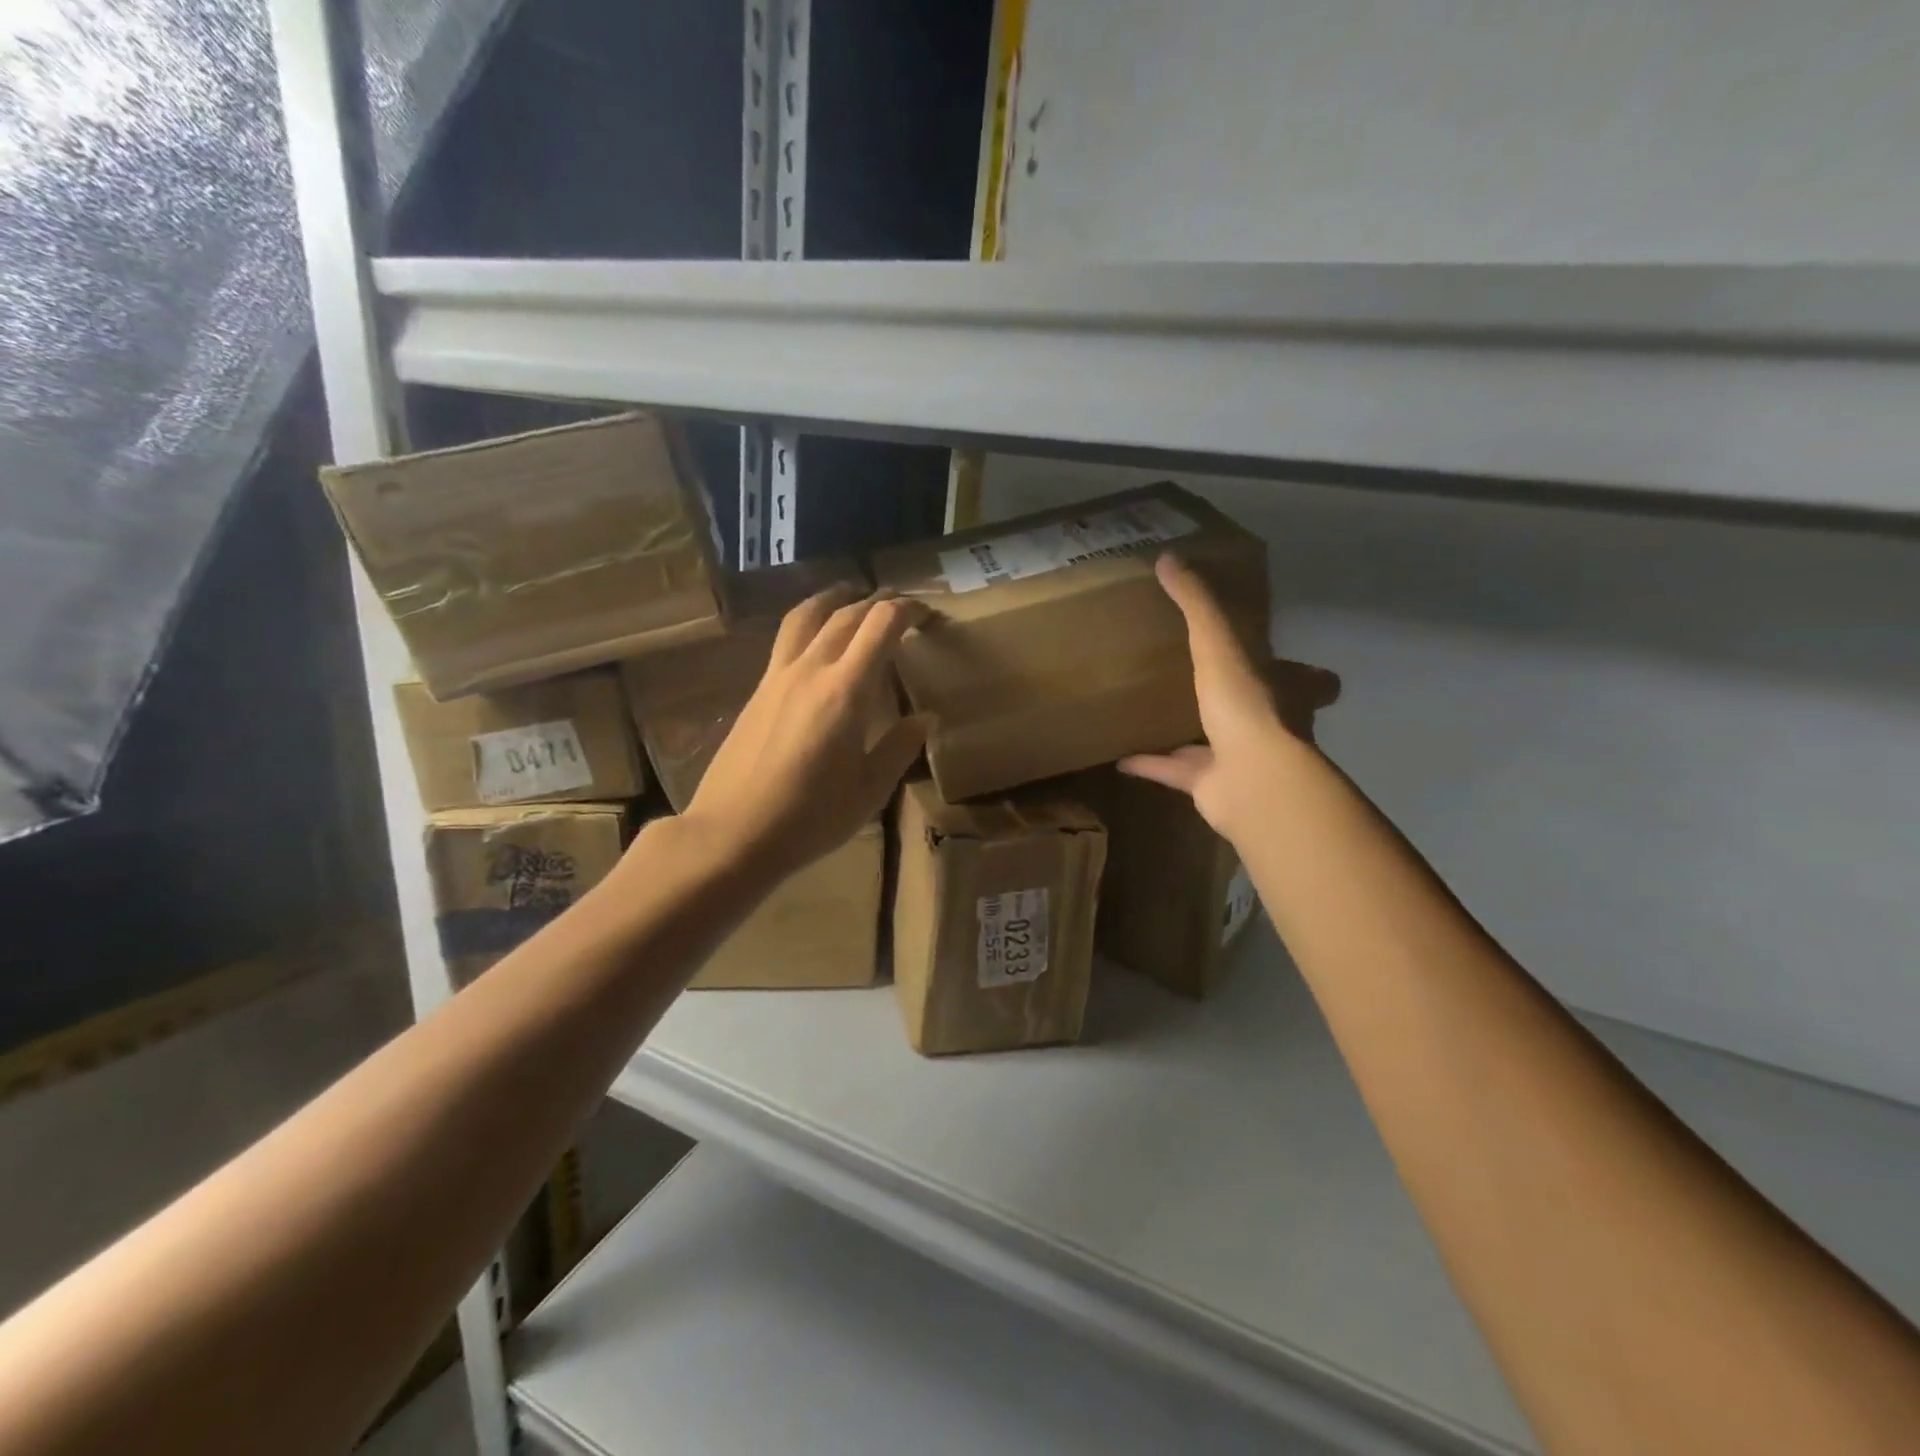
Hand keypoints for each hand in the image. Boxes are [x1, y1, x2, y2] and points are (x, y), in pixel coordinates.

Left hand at [681, 586, 929, 880]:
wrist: (733, 833)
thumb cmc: (810, 818)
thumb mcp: (870, 790)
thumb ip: (900, 747)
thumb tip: (924, 717)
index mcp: (846, 691)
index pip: (881, 625)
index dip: (908, 610)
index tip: (927, 614)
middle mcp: (811, 669)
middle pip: (847, 614)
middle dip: (878, 602)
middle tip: (901, 608)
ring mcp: (777, 676)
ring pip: (807, 615)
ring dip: (835, 599)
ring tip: (851, 596)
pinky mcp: (757, 690)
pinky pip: (787, 638)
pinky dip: (810, 623)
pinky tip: (817, 641)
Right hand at [1119, 555, 1337, 841]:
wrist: (1249, 778)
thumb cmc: (1245, 704)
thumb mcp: (1219, 642)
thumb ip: (1196, 603)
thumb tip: (1169, 558)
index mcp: (1283, 690)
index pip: (1304, 678)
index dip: (1300, 671)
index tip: (1283, 662)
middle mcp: (1268, 726)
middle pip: (1259, 712)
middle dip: (1238, 701)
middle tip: (1208, 684)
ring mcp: (1240, 760)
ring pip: (1213, 743)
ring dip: (1187, 733)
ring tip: (1155, 716)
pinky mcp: (1210, 787)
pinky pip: (1176, 772)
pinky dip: (1151, 765)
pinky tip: (1120, 758)